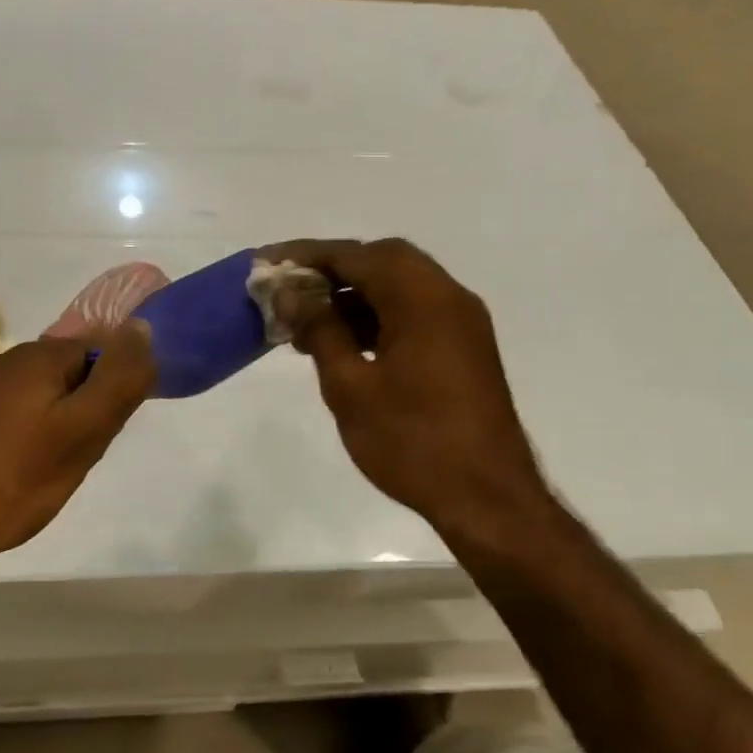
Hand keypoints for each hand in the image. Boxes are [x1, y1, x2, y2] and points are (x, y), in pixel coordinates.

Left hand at [0, 323, 155, 578]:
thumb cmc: (7, 482)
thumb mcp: (80, 435)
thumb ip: (117, 381)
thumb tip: (142, 327)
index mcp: (34, 358)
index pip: (96, 352)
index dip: (108, 393)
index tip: (98, 436)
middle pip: (61, 374)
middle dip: (76, 410)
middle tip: (70, 461)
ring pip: (29, 397)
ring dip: (44, 425)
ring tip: (35, 474)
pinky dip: (12, 437)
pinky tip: (1, 474)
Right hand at [260, 238, 550, 538]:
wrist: (485, 497)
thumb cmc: (411, 441)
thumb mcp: (350, 385)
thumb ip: (320, 330)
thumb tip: (291, 293)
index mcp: (423, 300)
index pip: (358, 256)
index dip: (308, 255)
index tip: (267, 262)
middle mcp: (448, 299)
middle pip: (383, 262)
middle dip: (333, 270)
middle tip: (290, 289)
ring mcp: (460, 324)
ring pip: (399, 288)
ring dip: (352, 296)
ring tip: (305, 323)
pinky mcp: (462, 349)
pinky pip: (413, 313)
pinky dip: (376, 316)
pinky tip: (341, 343)